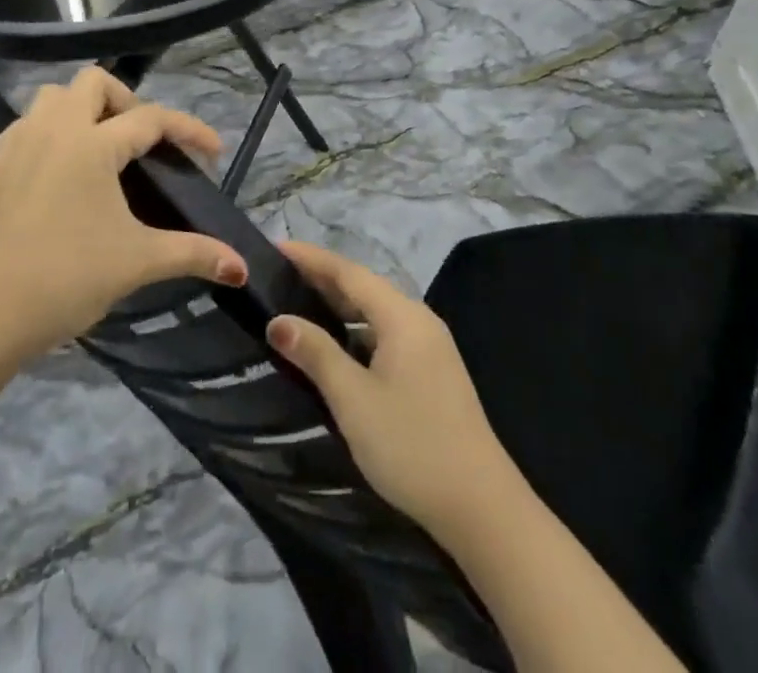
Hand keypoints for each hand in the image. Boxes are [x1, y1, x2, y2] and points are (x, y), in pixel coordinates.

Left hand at [0, 68, 248, 356]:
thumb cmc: (71, 277)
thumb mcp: (140, 261)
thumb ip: (194, 253)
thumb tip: (242, 266)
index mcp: (92, 145)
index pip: (151, 119)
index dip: (188, 130)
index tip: (213, 152)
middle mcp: (55, 130)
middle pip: (94, 83)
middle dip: (127, 101)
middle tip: (145, 142)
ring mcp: (23, 144)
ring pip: (54, 95)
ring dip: (84, 107)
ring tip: (105, 145)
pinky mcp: (0, 166)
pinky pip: (28, 123)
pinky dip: (51, 127)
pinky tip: (64, 160)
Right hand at [267, 240, 516, 541]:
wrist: (482, 509)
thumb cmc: (412, 445)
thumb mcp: (354, 399)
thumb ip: (315, 353)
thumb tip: (278, 321)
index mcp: (402, 316)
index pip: (348, 271)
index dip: (310, 258)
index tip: (274, 247)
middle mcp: (418, 320)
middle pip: (363, 287)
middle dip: (320, 278)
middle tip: (277, 276)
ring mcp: (429, 347)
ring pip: (375, 312)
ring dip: (337, 306)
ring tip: (296, 304)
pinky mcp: (431, 373)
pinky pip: (385, 334)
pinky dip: (355, 331)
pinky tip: (334, 346)